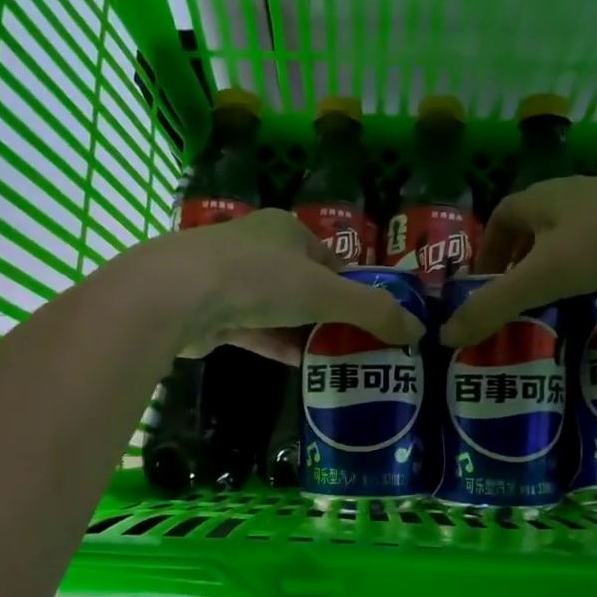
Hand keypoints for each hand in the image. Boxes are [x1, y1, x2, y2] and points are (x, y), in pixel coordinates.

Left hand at [138, 209, 425, 362]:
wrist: (178, 296)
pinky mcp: (212, 314)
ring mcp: (230, 281)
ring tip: (336, 360)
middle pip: (304, 284)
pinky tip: (300, 366)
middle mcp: (257, 249)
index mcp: (286, 230)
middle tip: (359, 344)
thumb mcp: (326, 292)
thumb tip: (418, 330)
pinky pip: (254, 331)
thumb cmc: (259, 279)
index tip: (375, 318)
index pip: (331, 258)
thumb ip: (372, 311)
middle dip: (329, 313)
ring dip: (304, 332)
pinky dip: (277, 345)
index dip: (355, 286)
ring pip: (277, 309)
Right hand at [439, 165, 596, 345]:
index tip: (486, 282)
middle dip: (521, 257)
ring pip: (574, 232)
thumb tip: (445, 337)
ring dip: (560, 261)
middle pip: (536, 223)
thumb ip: (493, 307)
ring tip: (560, 297)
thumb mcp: (541, 279)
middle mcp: (574, 193)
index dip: (488, 248)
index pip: (501, 216)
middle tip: (519, 294)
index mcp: (541, 198)